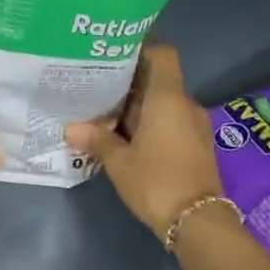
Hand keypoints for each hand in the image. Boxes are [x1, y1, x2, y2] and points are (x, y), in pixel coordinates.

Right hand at [66, 45, 224, 241]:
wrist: (197, 221)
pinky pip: (169, 122)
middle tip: (96, 85)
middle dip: (128, 82)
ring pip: (162, 104)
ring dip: (137, 106)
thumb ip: (97, 140)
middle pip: (157, 80)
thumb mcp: (119, 162)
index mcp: (168, 98)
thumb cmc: (156, 181)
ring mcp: (193, 125)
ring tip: (104, 112)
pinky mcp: (194, 145)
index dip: (140, 48)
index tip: (113, 54)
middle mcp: (185, 104)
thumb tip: (71, 128)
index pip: (161, 54)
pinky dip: (148, 123)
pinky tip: (123, 136)